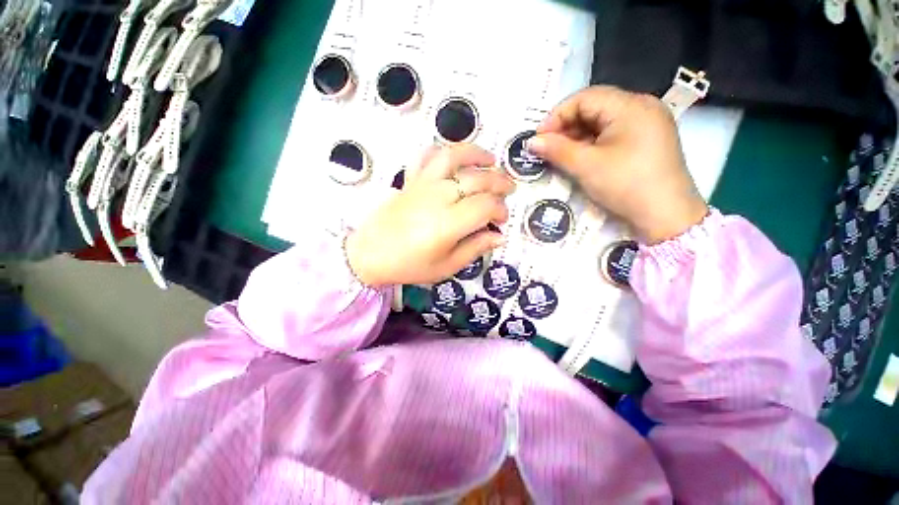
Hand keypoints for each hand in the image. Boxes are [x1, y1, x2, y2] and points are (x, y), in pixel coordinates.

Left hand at [346, 144, 514, 286]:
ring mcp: (423, 184)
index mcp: (449, 223)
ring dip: (476, 155)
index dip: (500, 210)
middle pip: (477, 178)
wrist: (370, 254)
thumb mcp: (447, 266)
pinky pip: (426, 156)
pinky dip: (442, 150)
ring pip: (454, 157)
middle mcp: (438, 197)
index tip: (501, 220)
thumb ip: (475, 248)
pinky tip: (453, 156)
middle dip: (499, 182)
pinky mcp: (410, 180)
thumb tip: (499, 236)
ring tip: (490, 160)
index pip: (486, 205)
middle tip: (508, 190)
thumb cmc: (409, 265)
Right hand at [527, 86, 707, 243]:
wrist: (665, 216)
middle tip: (548, 149)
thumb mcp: (586, 166)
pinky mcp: (648, 140)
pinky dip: (593, 143)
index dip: (557, 116)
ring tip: (561, 155)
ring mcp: (648, 123)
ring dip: (578, 136)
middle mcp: (642, 106)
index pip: (585, 97)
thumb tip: (531, 142)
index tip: (539, 139)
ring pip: (602, 121)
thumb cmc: (625, 185)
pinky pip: (613, 133)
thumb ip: (556, 150)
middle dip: (567, 127)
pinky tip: (581, 158)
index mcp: (631, 105)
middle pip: (594, 107)